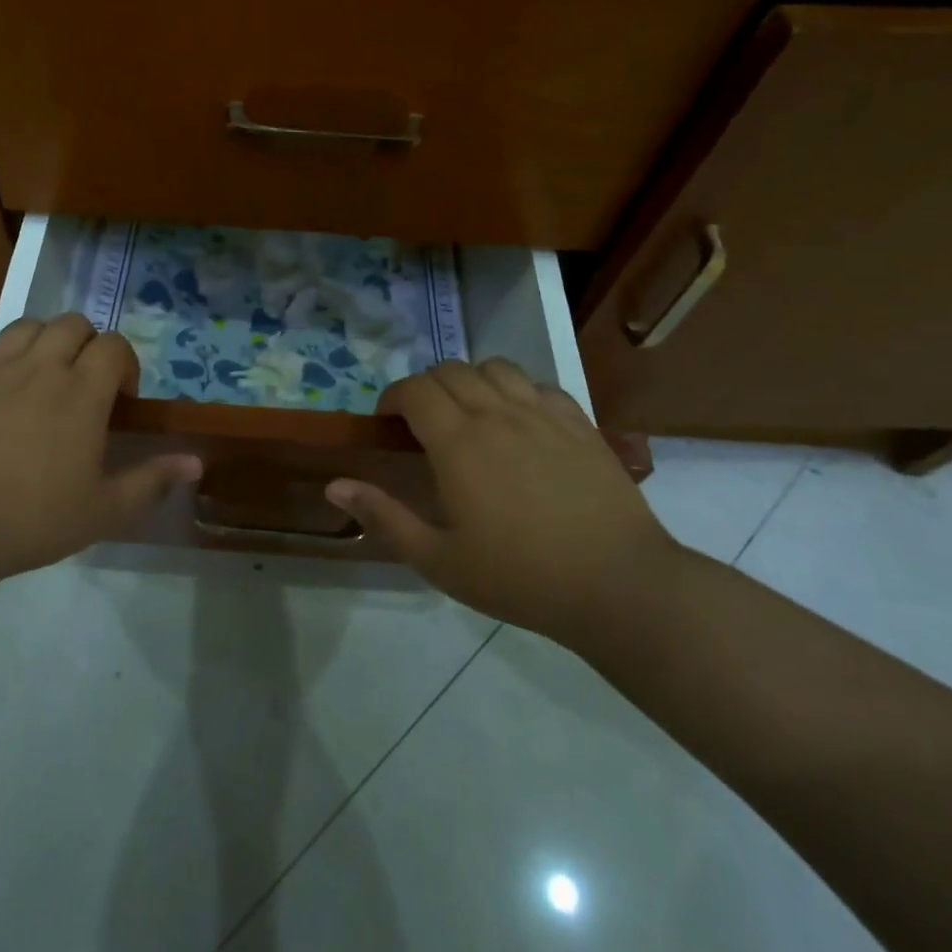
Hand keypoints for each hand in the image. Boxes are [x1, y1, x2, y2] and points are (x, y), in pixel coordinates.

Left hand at [0, 314, 201, 587]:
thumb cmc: (30, 519)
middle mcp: (39, 367)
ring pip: (25, 326)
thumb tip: (196, 462)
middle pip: (71, 323)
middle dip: (86, 344)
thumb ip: (152, 480)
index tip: (120, 401)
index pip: (113, 346)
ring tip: (41, 379)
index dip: (124, 364)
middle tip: (83, 385)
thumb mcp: (103, 511)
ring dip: (42, 342)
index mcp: (81, 391)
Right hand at [326, 359, 679, 647]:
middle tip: (423, 423)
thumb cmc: (519, 577)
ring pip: (495, 367)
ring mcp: (542, 413)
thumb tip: (334, 485)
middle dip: (426, 387)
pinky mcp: (579, 422)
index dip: (393, 397)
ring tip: (470, 413)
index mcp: (458, 442)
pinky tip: (520, 422)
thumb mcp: (438, 560)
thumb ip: (384, 517)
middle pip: (450, 371)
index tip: (388, 422)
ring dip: (471, 381)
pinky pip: (538, 384)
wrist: (617, 584)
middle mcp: (497, 413)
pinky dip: (517, 391)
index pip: (415, 390)